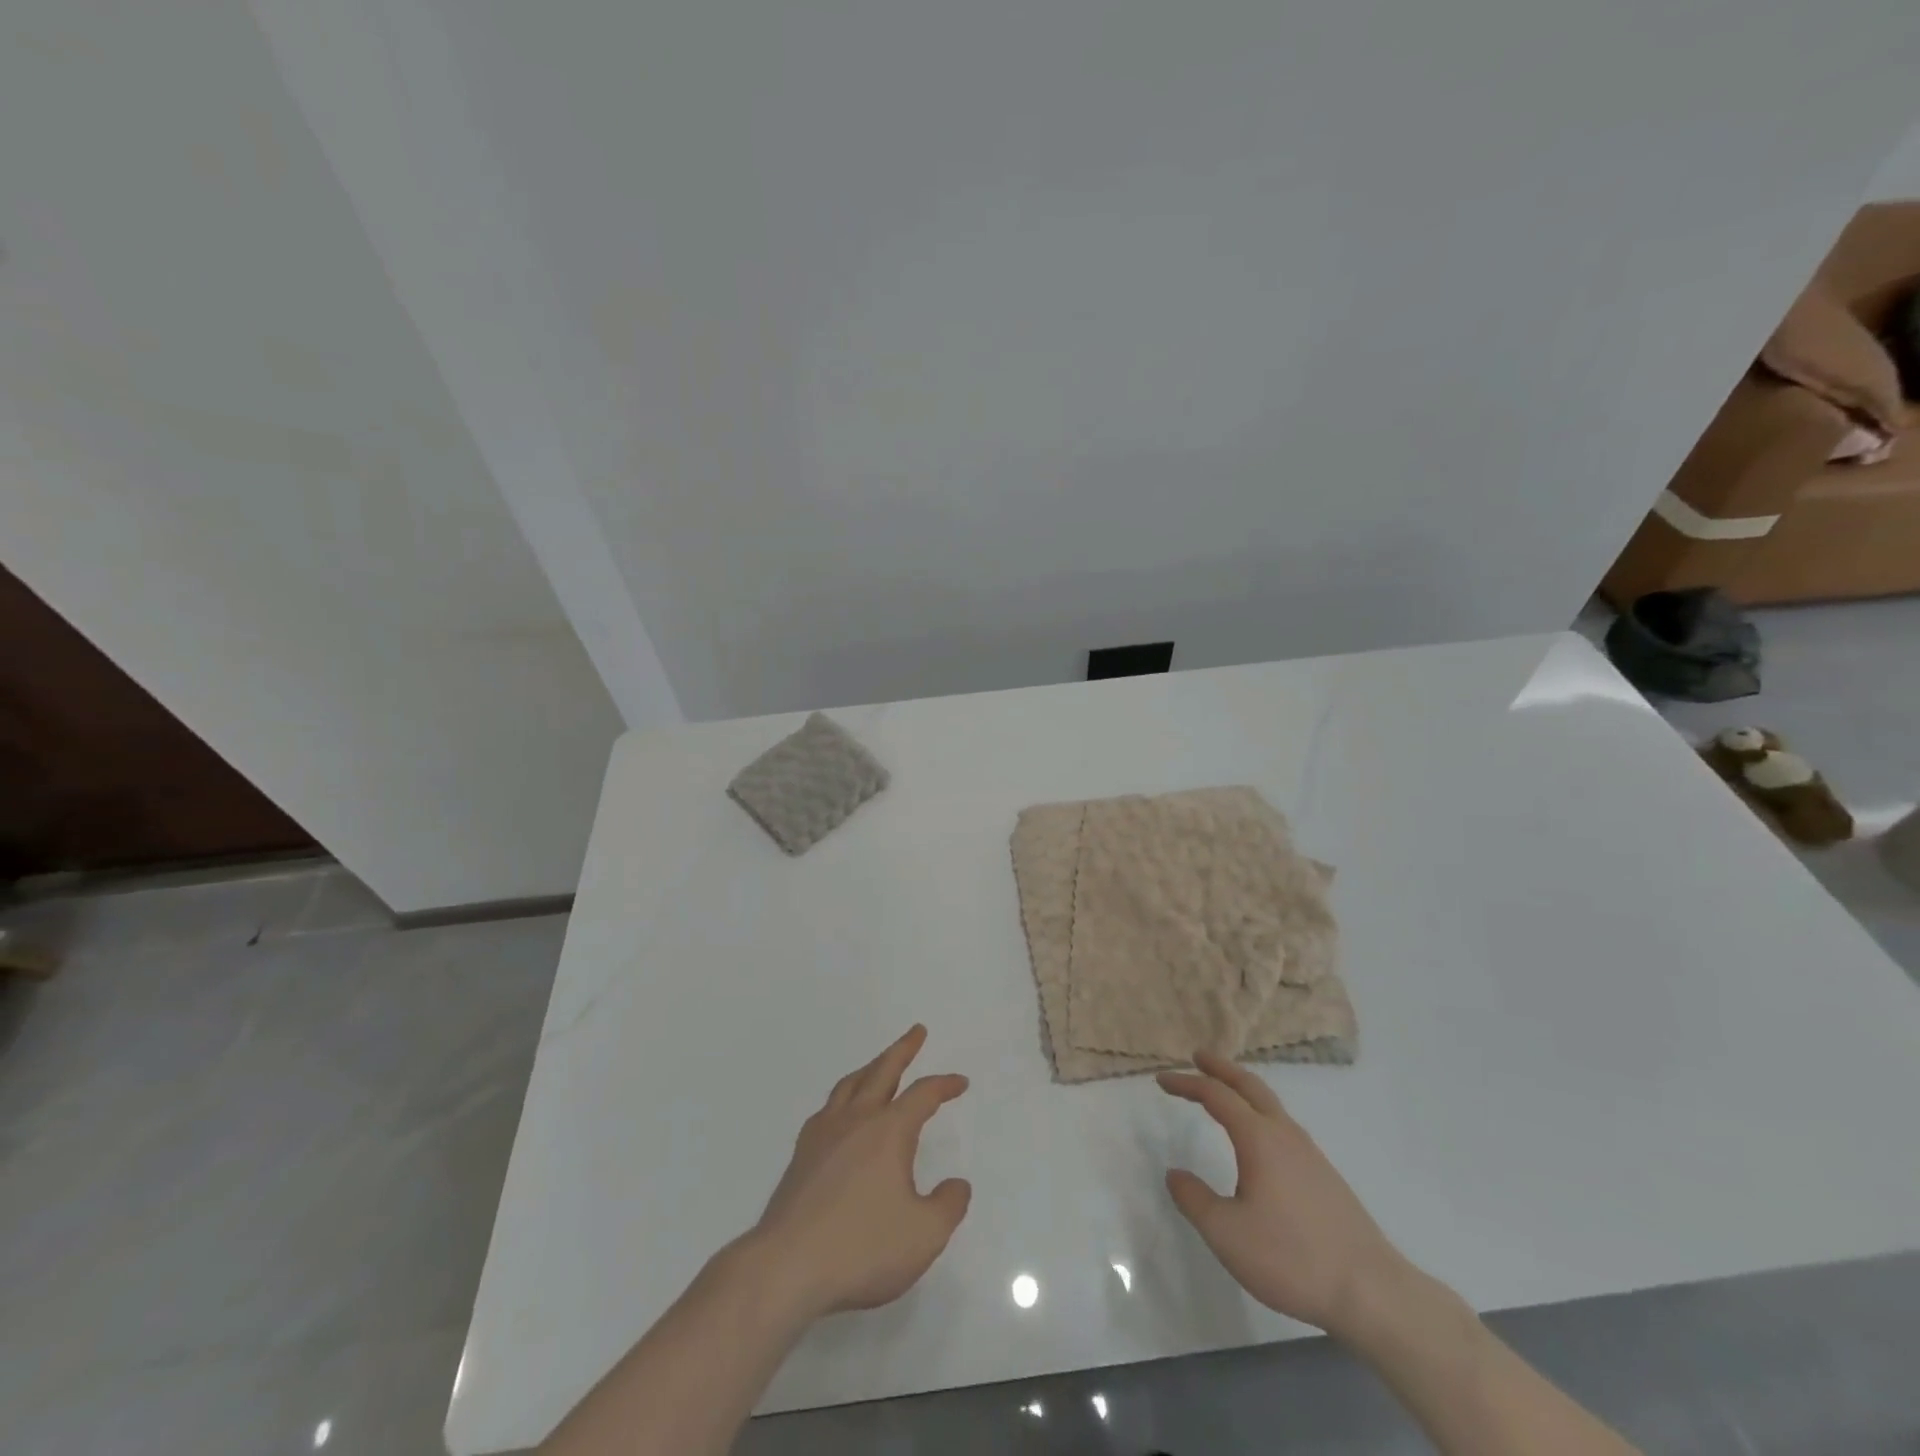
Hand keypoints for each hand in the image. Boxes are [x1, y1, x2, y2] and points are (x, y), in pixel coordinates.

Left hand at [749, 1025, 971, 1321]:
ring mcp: (824, 1134)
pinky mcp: (801, 1155)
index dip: (944, 1085)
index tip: (960, 1083)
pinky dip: (843, 1098)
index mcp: (889, 1131)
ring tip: (880, 1065)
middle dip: (903, 1049)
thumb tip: (957, 1184)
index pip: (923, 1094)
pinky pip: (827, 1109)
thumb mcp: (924, 1235)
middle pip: (882, 1071)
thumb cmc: (862, 1248)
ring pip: (850, 1084)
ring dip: (871, 1068)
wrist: (786, 1266)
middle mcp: (857, 1120)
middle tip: (917, 1031)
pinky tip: (842, 1112)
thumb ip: (948, 1206)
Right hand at [1159, 1049, 1403, 1339]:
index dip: (1186, 1083)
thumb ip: (1194, 1200)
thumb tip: (1175, 1175)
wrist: (1373, 1293)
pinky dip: (1260, 1111)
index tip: (1162, 1080)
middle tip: (1198, 1056)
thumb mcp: (1227, 1234)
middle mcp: (1285, 1134)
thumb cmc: (1292, 1258)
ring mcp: (1310, 1154)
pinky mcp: (1325, 1176)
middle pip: (1250, 1085)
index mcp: (1259, 1138)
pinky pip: (1283, 1125)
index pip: (1216, 1095)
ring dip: (1243, 1089)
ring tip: (1225, 1092)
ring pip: (1271, 1103)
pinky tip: (1259, 1138)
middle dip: (1221, 1068)